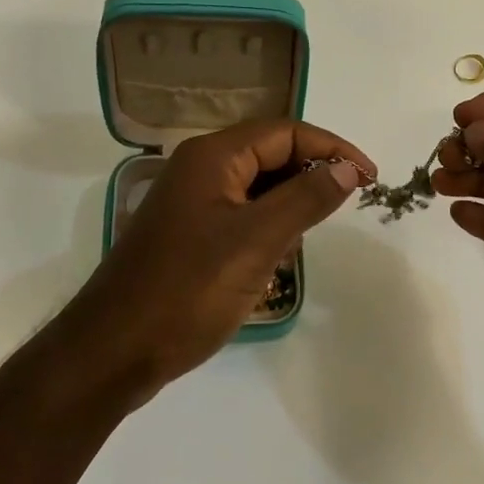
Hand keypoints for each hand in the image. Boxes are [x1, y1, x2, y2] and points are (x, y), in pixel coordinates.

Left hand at [65, 119, 374, 398]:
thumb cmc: (188, 289)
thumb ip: (307, 198)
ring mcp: (190, 203)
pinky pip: (240, 216)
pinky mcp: (188, 234)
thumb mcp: (257, 241)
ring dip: (287, 208)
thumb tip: (348, 167)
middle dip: (309, 178)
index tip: (369, 178)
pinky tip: (272, 263)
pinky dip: (265, 230)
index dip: (332, 150)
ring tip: (299, 245)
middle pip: (270, 155)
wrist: (114, 351)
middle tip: (341, 211)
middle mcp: (199, 169)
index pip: (286, 132)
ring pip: (257, 189)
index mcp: (212, 156)